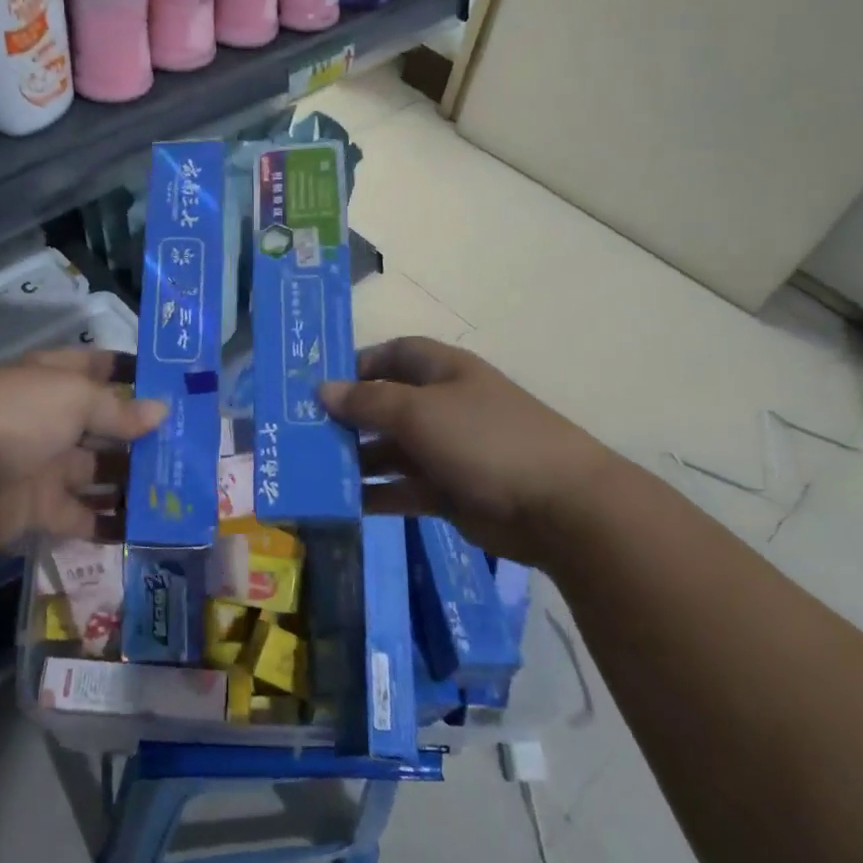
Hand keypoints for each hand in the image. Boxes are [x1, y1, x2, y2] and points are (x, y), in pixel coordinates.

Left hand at [0, 348, 166, 554]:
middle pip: (106, 425)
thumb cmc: (17, 417)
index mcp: (54, 380)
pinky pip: (86, 517)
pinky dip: (114, 524)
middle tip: (192, 447)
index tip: (172, 382)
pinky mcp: (41, 509)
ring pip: (101, 472)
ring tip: (181, 490)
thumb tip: (161, 411)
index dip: (132, 371)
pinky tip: (151, 529)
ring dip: (135, 481)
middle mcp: (52, 419)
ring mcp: (47, 465)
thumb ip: (119, 408)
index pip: (99, 367)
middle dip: (144, 434)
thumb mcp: (73, 398)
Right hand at [319, 337, 616, 562]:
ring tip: (314, 470)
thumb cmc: (484, 439)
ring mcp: (447, 451)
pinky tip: (344, 502)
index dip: (357, 364)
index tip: (319, 384)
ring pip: (390, 450)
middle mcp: (443, 406)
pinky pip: (403, 488)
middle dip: (348, 417)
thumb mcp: (418, 412)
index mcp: (443, 372)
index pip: (393, 354)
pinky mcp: (450, 492)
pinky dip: (377, 494)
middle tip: (303, 433)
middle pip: (385, 404)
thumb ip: (367, 402)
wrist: (559, 507)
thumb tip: (322, 390)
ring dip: (357, 459)